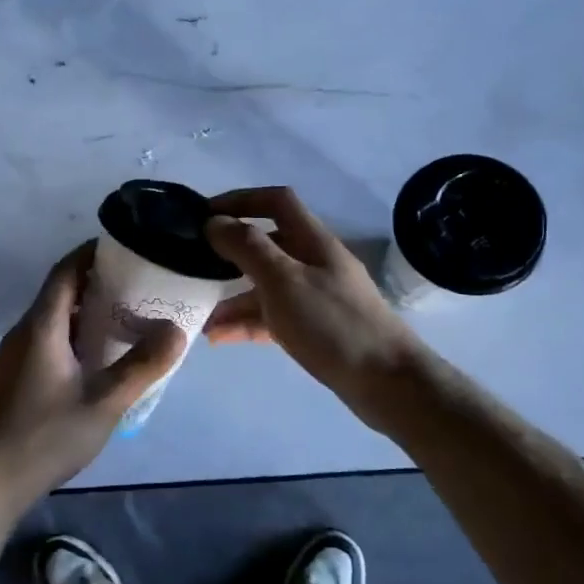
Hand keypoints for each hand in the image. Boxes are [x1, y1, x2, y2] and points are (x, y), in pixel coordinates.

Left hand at [0, 243, 186, 512]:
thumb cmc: (45, 436)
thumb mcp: (104, 402)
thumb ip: (141, 365)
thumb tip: (176, 330)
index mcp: (42, 326)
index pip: (66, 270)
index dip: (92, 253)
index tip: (125, 247)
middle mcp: (25, 331)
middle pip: (60, 291)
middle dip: (97, 281)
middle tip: (138, 284)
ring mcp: (16, 354)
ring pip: (54, 317)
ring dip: (86, 310)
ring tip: (126, 316)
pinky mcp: (15, 376)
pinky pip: (48, 339)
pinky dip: (75, 333)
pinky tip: (99, 357)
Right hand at [204, 187, 424, 405]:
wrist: (387, 383)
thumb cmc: (333, 324)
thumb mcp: (283, 280)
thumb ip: (247, 247)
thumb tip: (214, 222)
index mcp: (313, 241)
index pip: (276, 202)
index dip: (241, 200)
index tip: (205, 215)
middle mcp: (315, 262)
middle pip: (267, 245)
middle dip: (230, 254)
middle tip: (195, 265)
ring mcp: (316, 297)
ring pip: (266, 286)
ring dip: (233, 297)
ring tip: (200, 315)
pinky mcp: (316, 328)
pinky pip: (273, 317)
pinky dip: (247, 323)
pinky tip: (219, 337)